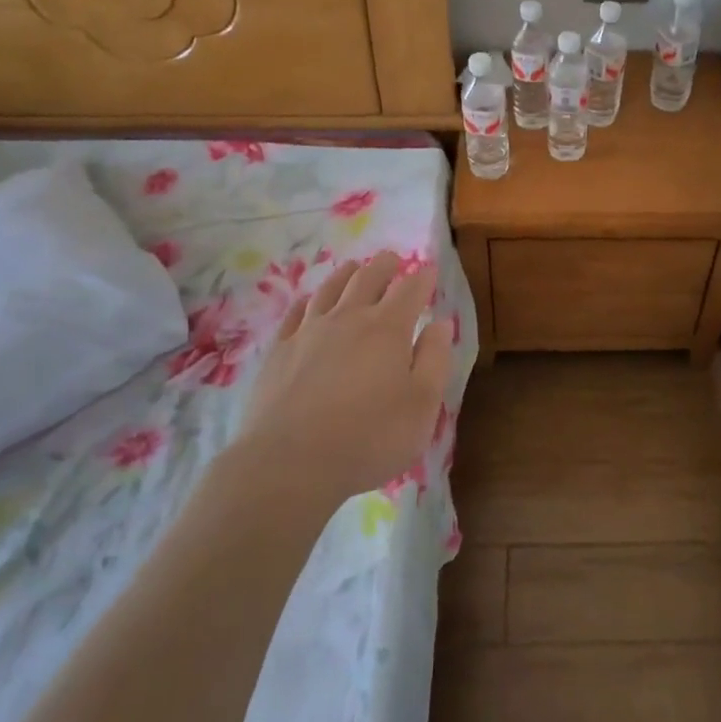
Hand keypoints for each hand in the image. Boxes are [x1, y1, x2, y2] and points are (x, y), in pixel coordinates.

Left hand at [235, 251, 453, 508]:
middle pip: (368, 279)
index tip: (429, 271)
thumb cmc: (369, 438)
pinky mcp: (279, 351)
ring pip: (330, 289)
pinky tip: (308, 302)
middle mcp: (349, 319)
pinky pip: (295, 314)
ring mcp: (309, 332)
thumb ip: (434, 360)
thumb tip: (440, 323)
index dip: (422, 278)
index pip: (410, 290)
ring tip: (353, 267)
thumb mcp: (421, 406)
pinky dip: (307, 301)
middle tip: (392, 259)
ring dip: (346, 274)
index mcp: (388, 329)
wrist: (289, 462)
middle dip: (384, 265)